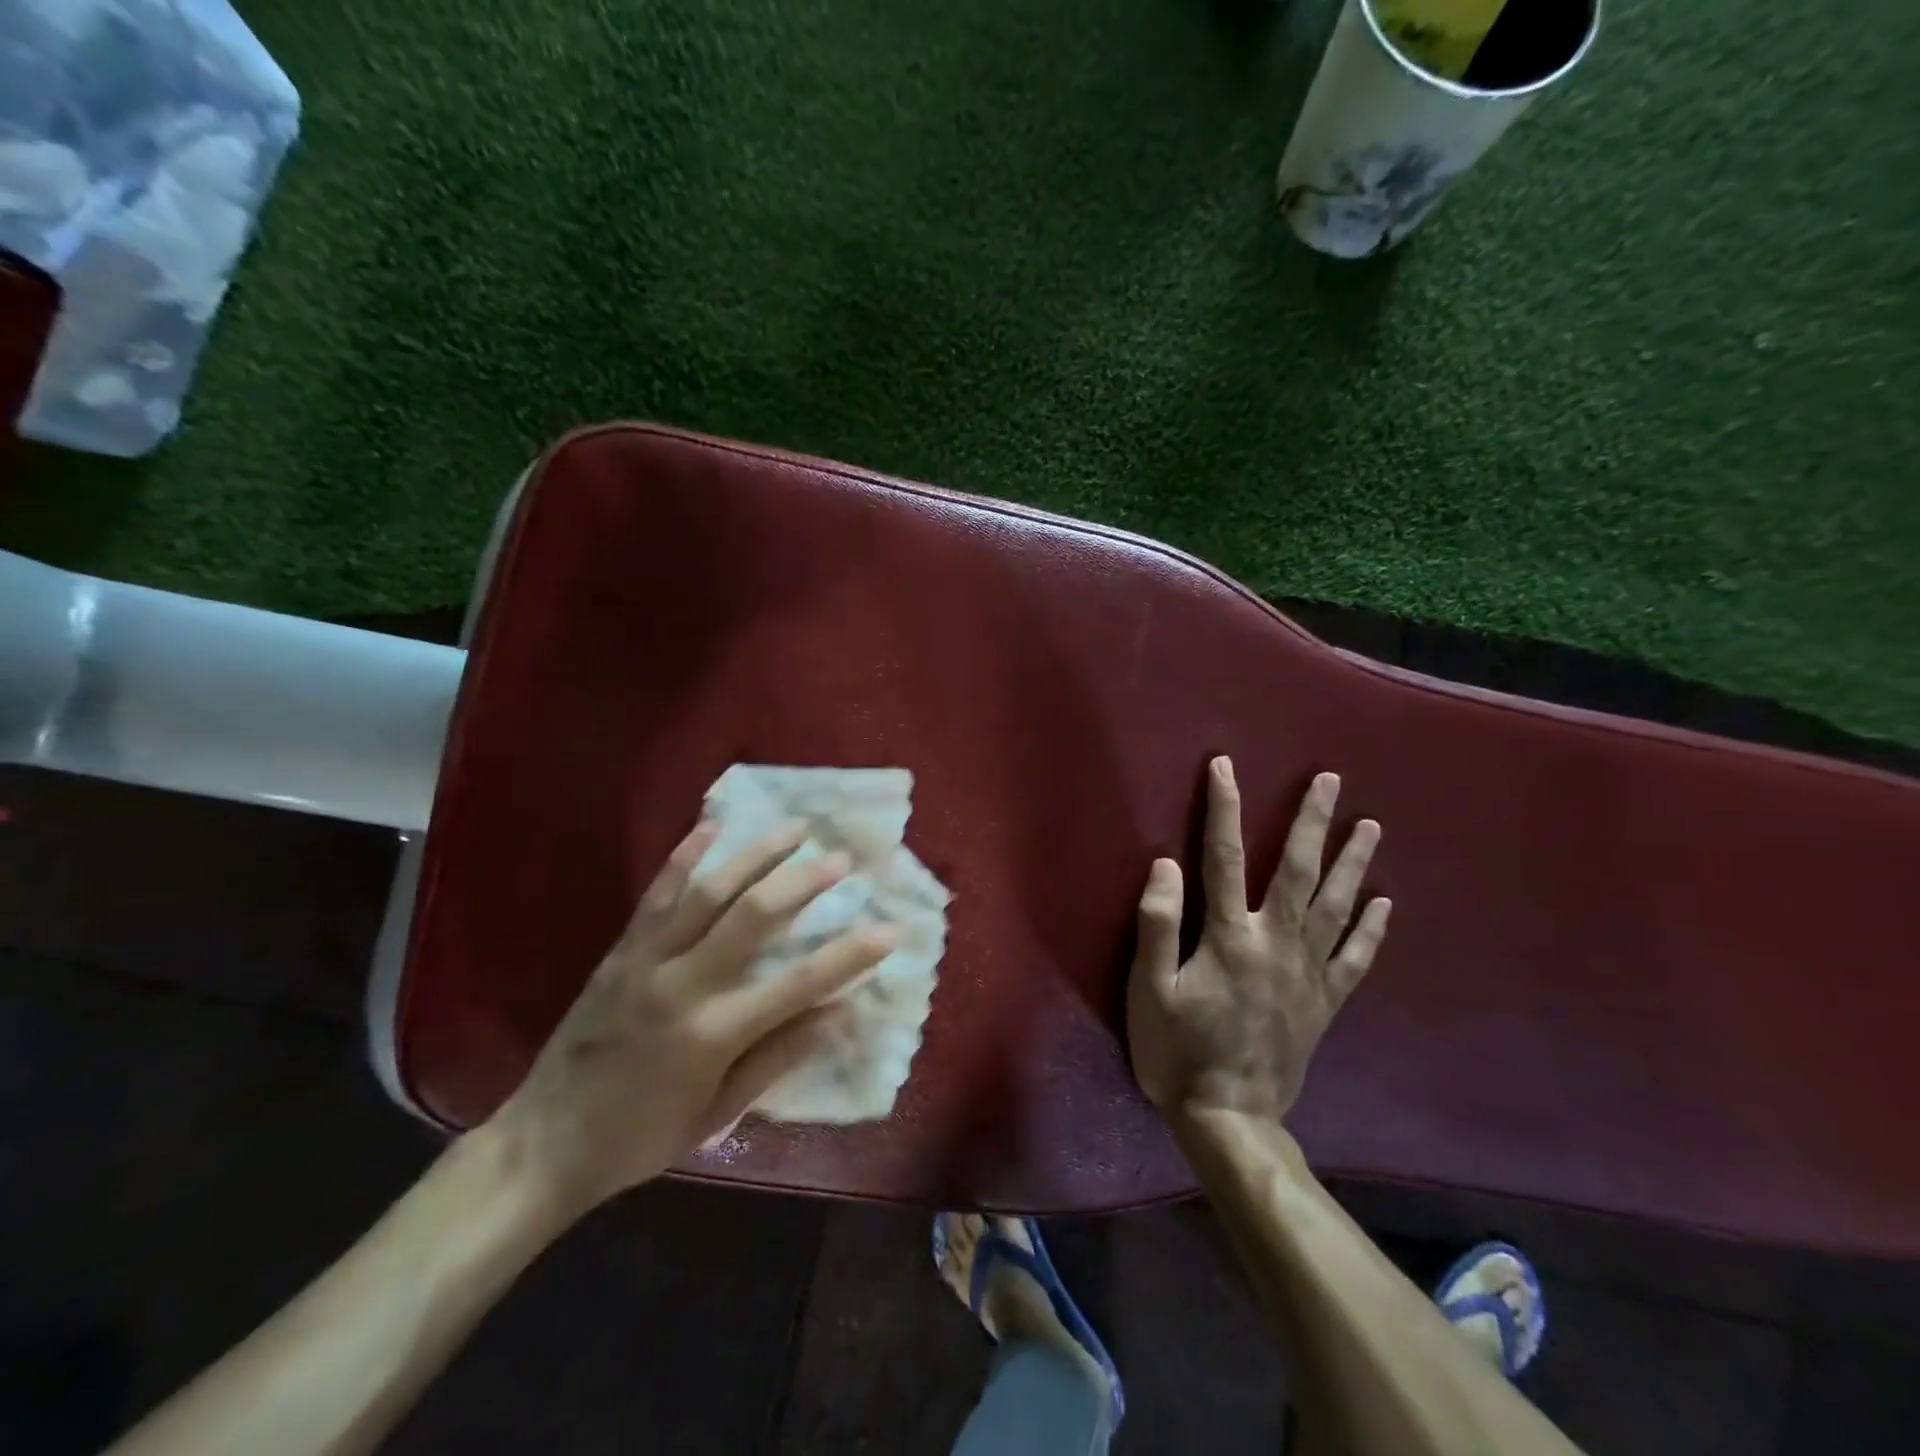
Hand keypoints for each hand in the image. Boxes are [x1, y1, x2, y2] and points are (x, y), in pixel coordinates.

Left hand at [487, 820, 895, 1221]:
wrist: (543, 1142)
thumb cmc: (641, 1137)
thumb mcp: (718, 1113)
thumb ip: (780, 1058)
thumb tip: (842, 1014)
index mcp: (712, 1033)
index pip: (799, 984)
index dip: (851, 954)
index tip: (890, 928)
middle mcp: (682, 984)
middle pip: (754, 915)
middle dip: (804, 881)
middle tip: (841, 858)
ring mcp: (646, 959)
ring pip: (709, 890)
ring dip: (756, 854)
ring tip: (794, 828)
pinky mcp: (621, 950)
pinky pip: (657, 893)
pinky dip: (687, 856)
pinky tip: (712, 827)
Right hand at [1129, 758, 1389, 1126]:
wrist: (1230, 1120)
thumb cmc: (1178, 1051)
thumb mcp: (1149, 990)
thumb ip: (1157, 925)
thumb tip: (1166, 864)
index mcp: (1229, 937)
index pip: (1222, 857)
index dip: (1223, 809)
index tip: (1225, 766)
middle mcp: (1275, 944)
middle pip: (1296, 871)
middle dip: (1312, 822)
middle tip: (1331, 782)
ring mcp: (1307, 974)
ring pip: (1335, 906)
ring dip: (1353, 862)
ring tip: (1370, 826)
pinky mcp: (1324, 1004)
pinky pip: (1355, 959)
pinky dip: (1371, 929)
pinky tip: (1384, 904)